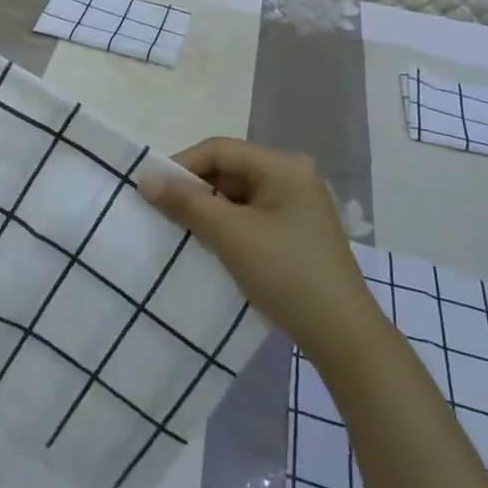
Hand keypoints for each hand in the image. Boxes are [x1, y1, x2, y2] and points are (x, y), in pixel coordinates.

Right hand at [139, 138, 373, 364]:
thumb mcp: (230, 234)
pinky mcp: (294, 232)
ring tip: (179, 228)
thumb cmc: (286, 274)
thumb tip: (145, 179)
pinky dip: (225, 225)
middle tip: (160, 209)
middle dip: (194, 188)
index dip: (182, 165)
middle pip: (229, 169)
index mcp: (283, 166)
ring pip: (237, 194)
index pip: (220, 150)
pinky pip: (250, 215)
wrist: (343, 338)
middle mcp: (292, 176)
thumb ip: (186, 202)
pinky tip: (208, 243)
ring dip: (207, 208)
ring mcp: (296, 205)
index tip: (150, 188)